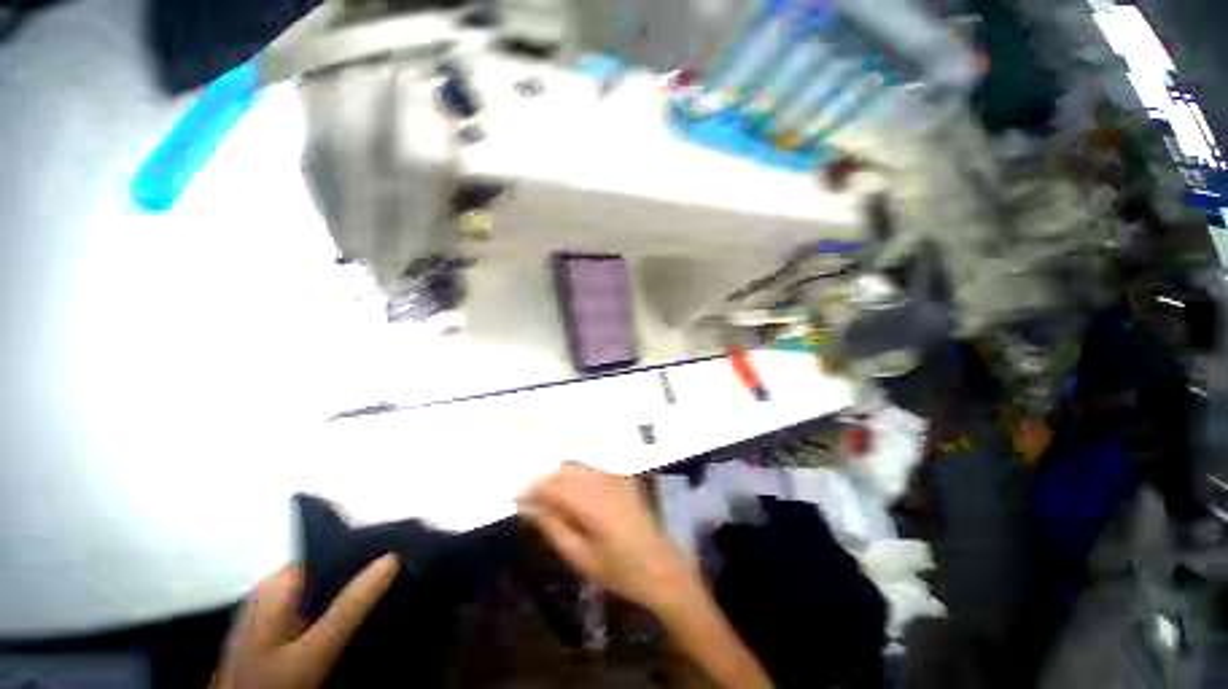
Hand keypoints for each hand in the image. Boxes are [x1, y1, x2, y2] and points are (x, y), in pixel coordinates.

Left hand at [211, 555, 397, 688]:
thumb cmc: (272, 683)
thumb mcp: (315, 649)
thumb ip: (350, 605)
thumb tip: (392, 557)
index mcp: (276, 584)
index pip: (327, 550)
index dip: (362, 550)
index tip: (396, 554)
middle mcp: (271, 589)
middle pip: (325, 569)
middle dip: (358, 573)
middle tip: (397, 575)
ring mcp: (270, 611)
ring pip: (320, 589)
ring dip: (348, 592)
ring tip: (385, 592)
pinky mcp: (274, 630)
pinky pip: (312, 607)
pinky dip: (335, 609)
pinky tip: (355, 619)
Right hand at [519, 462, 696, 613]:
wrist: (658, 564)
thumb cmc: (617, 569)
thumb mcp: (579, 556)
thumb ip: (551, 526)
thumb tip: (527, 506)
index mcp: (590, 502)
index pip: (551, 485)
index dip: (530, 489)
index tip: (514, 497)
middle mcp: (601, 481)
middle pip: (563, 471)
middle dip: (543, 482)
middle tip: (530, 502)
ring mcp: (614, 476)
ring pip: (576, 467)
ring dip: (559, 478)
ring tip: (550, 500)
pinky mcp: (621, 477)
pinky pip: (591, 469)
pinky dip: (576, 476)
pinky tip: (573, 494)